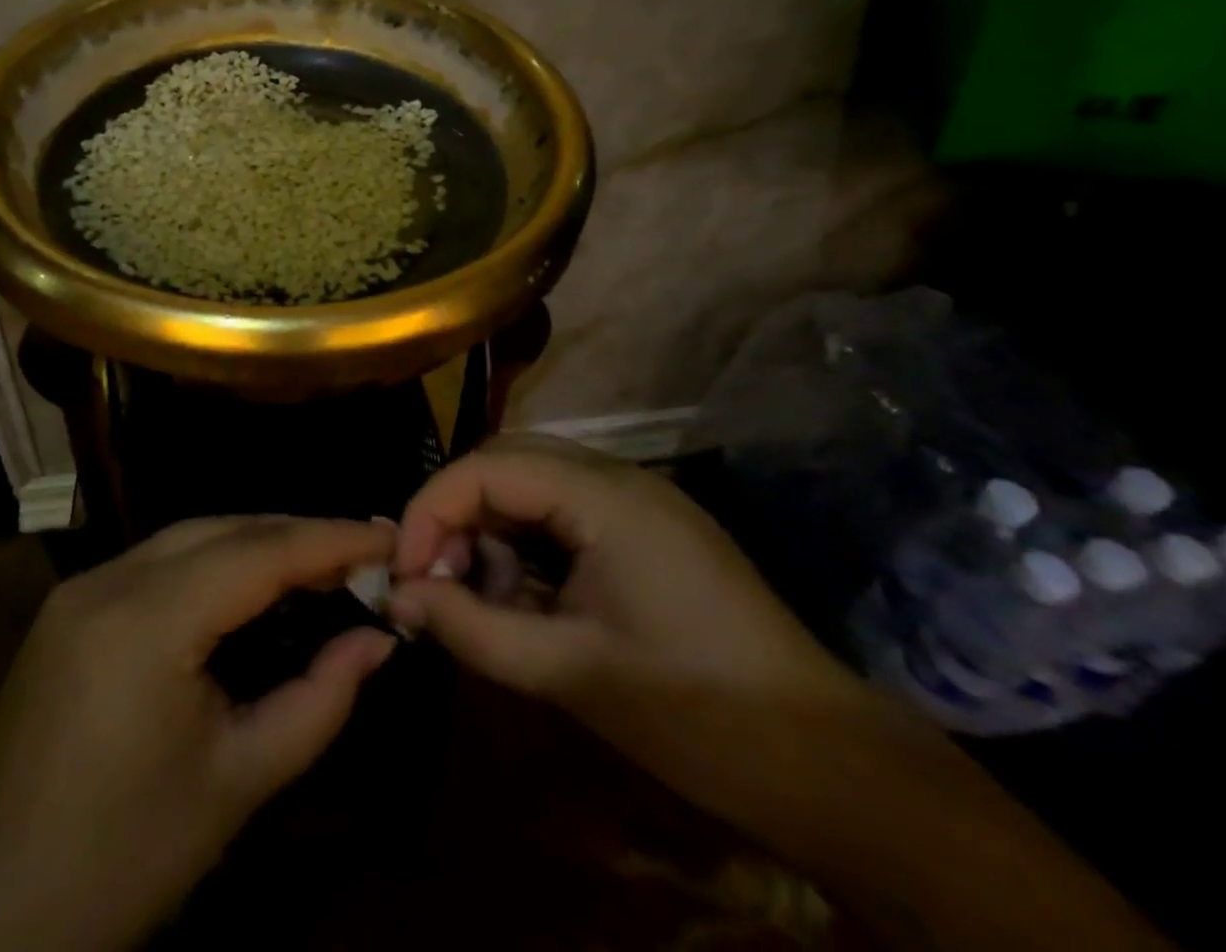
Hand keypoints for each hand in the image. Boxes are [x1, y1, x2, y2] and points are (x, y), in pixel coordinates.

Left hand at [0, 516, 396, 951]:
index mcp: (146, 620)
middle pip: (224, 529)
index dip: (332, 538)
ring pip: (189, 536)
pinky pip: (158, 561)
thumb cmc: (123, 860)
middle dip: (298, 533)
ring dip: (257, 542)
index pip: (260, 552)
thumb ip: (319, 700)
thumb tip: (379, 640)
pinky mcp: (68, 607)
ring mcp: (80, 588)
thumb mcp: (238, 782)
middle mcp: (108, 580)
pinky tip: (249, 584)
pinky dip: (214, 561)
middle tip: (364, 549)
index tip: (391, 535)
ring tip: (320, 560)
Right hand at [390, 438, 870, 801]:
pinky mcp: (646, 530)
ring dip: (490, 529)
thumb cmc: (697, 715)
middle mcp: (618, 476)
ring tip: (475, 595)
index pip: (486, 467)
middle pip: (506, 462)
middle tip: (431, 579)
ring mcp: (637, 500)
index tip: (402, 573)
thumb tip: (398, 598)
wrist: (827, 765)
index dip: (430, 511)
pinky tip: (522, 598)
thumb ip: (472, 628)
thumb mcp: (570, 672)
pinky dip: (525, 545)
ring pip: (531, 483)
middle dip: (456, 513)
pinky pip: (562, 513)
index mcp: (604, 495)